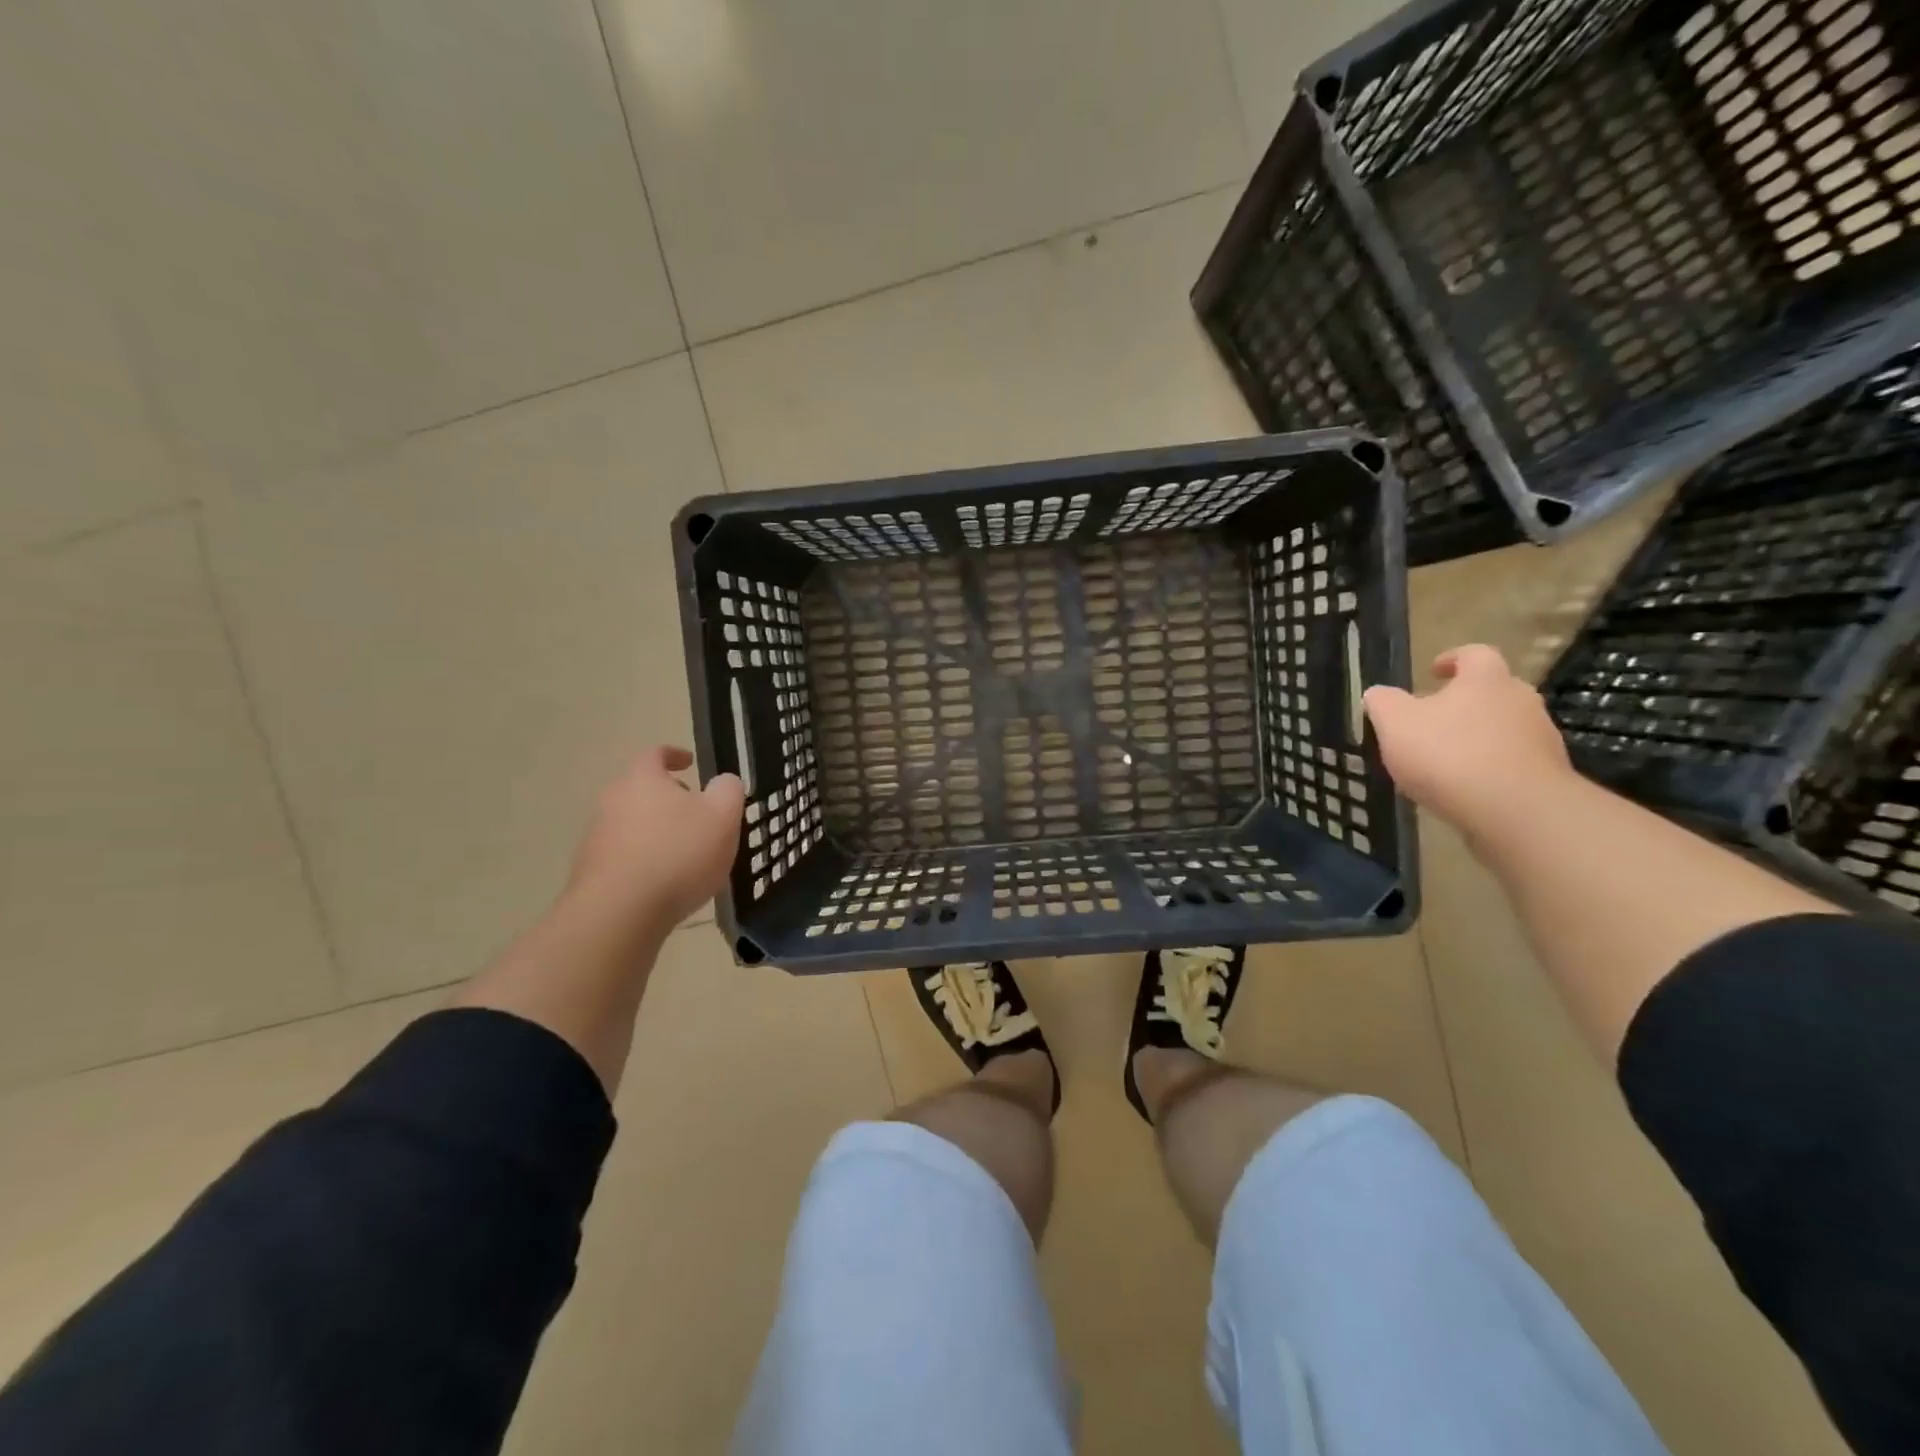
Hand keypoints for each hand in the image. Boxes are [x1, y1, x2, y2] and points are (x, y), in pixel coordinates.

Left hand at [566, 747, 744, 933]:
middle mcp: (612, 801)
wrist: (619, 912)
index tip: (690, 762)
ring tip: (685, 855)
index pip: (655, 754)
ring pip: (632, 824)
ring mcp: (597, 837)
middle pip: (642, 790)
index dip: (674, 755)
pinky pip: (624, 856)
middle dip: (668, 799)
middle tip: (696, 815)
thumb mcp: (723, 816)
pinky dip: (644, 861)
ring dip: (656, 832)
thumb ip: (728, 790)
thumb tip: (723, 782)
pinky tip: (665, 884)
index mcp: (642, 779)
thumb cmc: (678, 853)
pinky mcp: (591, 872)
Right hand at [1362, 645, 1572, 830]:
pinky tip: (1464, 788)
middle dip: (1464, 702)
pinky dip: (1489, 768)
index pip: (1474, 654)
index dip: (1452, 659)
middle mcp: (1520, 701)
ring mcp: (1540, 738)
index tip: (1432, 672)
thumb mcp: (1395, 724)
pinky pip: (1512, 762)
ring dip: (1477, 737)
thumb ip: (1382, 702)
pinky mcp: (1546, 774)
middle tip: (1433, 720)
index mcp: (1485, 680)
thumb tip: (1377, 694)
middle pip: (1493, 691)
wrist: (1516, 811)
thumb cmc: (1449, 755)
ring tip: (1445, 761)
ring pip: (1504, 728)